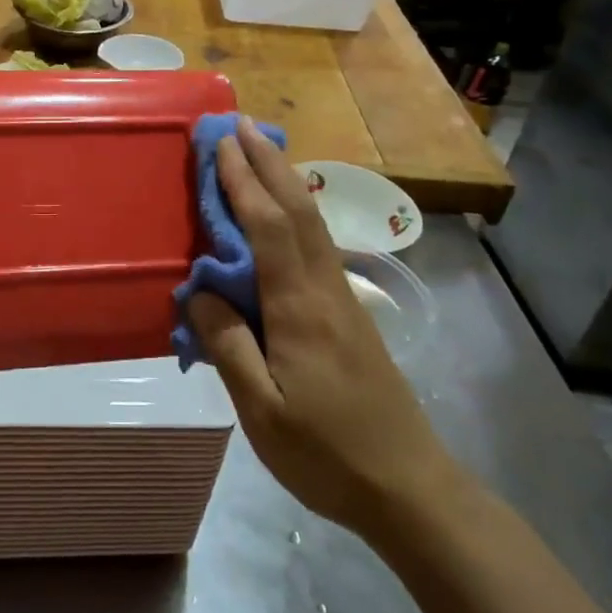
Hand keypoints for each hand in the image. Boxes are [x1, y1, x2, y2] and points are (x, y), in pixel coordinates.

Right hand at [187, 119, 457, 538]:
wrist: (409, 487)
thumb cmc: (327, 454)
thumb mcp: (262, 412)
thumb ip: (229, 347)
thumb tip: (202, 291)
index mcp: (300, 310)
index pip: (268, 230)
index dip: (242, 184)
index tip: (219, 146)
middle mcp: (325, 291)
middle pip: (298, 212)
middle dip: (268, 164)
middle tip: (240, 125)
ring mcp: (342, 301)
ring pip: (313, 224)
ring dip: (286, 181)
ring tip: (262, 152)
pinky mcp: (349, 315)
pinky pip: (317, 246)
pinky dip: (296, 212)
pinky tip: (287, 213)